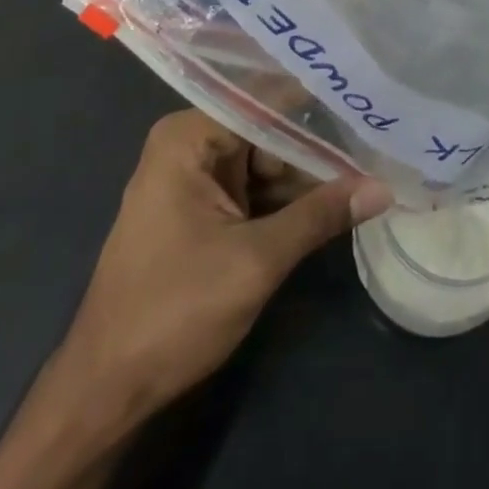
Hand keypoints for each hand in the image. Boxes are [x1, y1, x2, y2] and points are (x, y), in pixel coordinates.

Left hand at [61, 110, 392, 417]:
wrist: (105, 394)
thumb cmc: (172, 312)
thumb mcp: (255, 261)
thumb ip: (319, 215)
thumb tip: (383, 186)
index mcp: (188, 137)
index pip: (265, 99)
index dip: (316, 99)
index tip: (365, 94)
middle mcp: (189, 146)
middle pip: (268, 130)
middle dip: (318, 142)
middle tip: (377, 137)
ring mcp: (194, 180)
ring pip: (266, 162)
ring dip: (308, 174)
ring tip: (370, 163)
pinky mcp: (201, 212)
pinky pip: (254, 190)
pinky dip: (288, 199)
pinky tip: (335, 197)